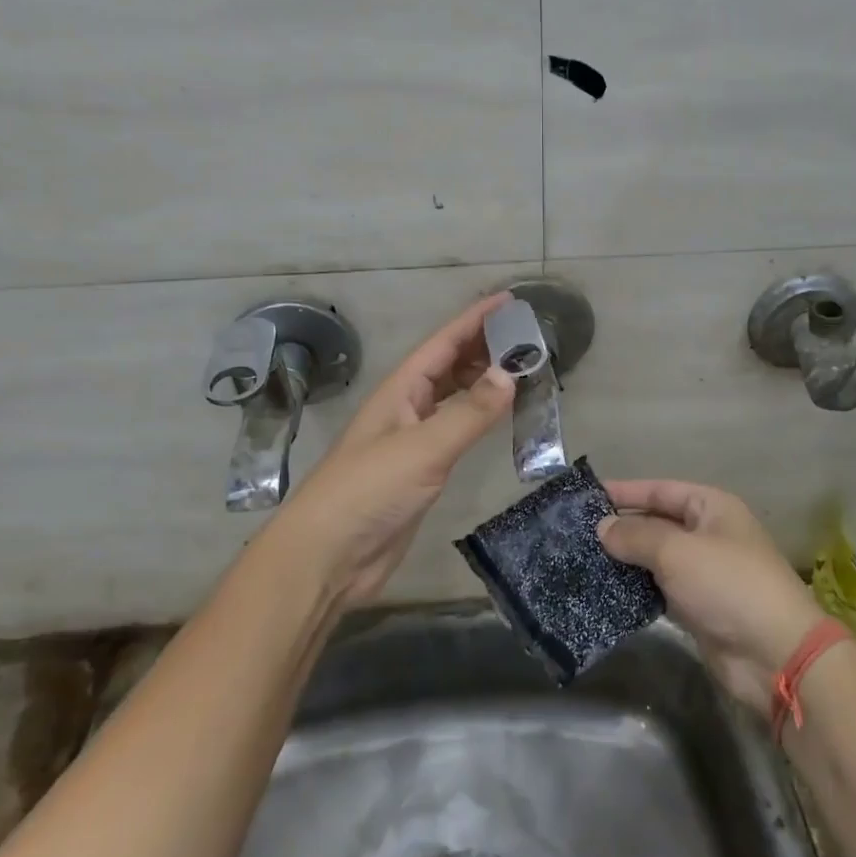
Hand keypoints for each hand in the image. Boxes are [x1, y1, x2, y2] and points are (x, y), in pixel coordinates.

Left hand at [259, 294, 514, 608]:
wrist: (328, 556)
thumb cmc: (369, 491)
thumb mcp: (423, 448)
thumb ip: (468, 413)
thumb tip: (510, 373)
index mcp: (400, 390)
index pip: (443, 343)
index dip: (475, 319)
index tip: (509, 300)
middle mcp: (406, 407)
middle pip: (448, 365)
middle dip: (483, 346)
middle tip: (527, 335)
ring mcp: (412, 439)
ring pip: (453, 396)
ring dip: (482, 380)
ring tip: (521, 368)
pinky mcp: (420, 470)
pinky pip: (456, 429)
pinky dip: (479, 416)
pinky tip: (498, 416)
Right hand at [598, 480, 827, 710]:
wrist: (775, 654)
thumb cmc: (728, 585)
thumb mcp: (677, 551)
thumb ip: (636, 536)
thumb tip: (602, 528)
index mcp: (712, 507)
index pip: (660, 490)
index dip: (625, 491)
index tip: (587, 496)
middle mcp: (708, 534)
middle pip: (657, 523)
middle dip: (621, 527)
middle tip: (576, 532)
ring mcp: (703, 573)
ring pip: (656, 559)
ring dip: (625, 560)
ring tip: (582, 560)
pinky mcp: (697, 608)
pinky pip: (660, 589)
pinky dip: (636, 589)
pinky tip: (605, 591)